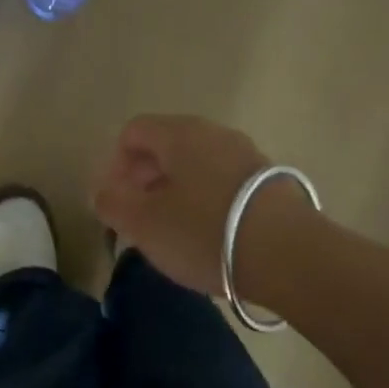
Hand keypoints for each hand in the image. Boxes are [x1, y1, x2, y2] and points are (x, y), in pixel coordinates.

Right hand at [92, 114, 309, 299]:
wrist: (287, 255)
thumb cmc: (202, 233)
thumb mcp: (143, 224)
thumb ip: (112, 203)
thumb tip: (101, 192)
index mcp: (179, 134)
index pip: (133, 132)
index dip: (113, 165)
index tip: (113, 203)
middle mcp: (214, 134)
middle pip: (165, 146)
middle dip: (142, 180)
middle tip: (136, 218)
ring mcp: (246, 155)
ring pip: (195, 166)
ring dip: (173, 192)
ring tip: (169, 231)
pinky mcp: (269, 182)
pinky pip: (221, 182)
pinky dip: (203, 201)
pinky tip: (204, 235)